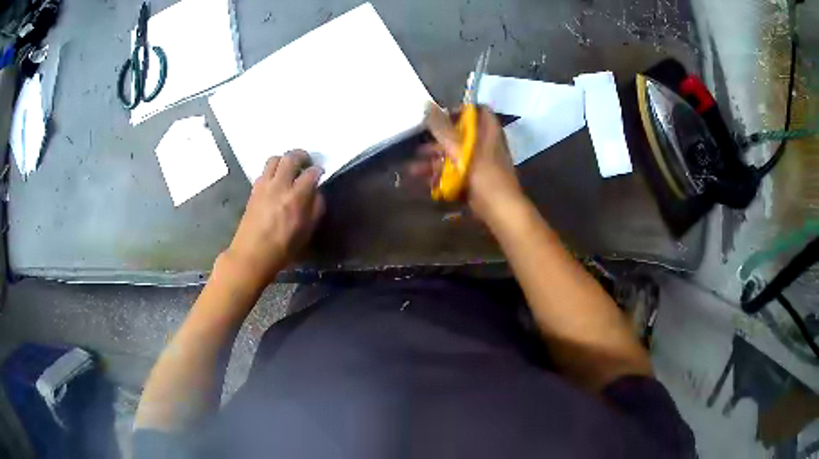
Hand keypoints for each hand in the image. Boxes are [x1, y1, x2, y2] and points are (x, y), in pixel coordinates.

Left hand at [223, 150, 324, 289]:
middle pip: (291, 157)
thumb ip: (315, 208)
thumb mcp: (307, 232)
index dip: (318, 170)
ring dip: (284, 160)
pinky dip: (272, 171)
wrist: (252, 255)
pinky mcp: (253, 190)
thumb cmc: (283, 248)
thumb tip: (316, 193)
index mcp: (296, 197)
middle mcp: (279, 186)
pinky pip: (263, 171)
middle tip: (306, 162)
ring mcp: (264, 186)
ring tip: (289, 169)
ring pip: (274, 159)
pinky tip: (275, 181)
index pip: (311, 173)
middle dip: (301, 156)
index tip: (320, 173)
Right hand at [412, 103, 524, 223]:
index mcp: (488, 133)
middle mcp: (485, 145)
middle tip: (418, 147)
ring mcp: (480, 164)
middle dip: (437, 142)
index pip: (479, 111)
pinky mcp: (476, 181)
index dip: (460, 110)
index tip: (440, 115)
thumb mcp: (461, 149)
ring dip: (434, 162)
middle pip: (460, 136)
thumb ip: (442, 128)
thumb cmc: (484, 176)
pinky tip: (425, 183)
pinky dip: (442, 177)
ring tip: (412, 170)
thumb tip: (426, 105)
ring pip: (455, 157)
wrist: (501, 211)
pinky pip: (456, 174)